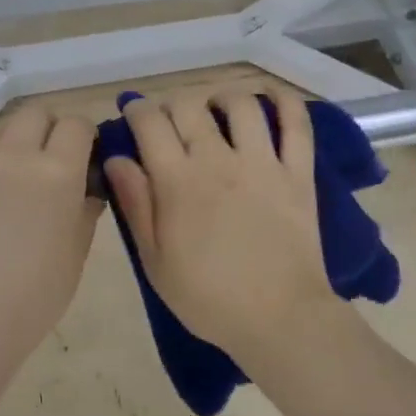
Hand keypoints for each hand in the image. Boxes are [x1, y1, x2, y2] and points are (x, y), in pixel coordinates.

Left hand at [0, 105, 102, 355]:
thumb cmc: (31, 297)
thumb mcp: (75, 256)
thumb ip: (84, 213)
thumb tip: (86, 191)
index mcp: (58, 171)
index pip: (77, 125)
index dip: (85, 137)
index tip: (86, 157)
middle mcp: (15, 154)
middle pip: (35, 113)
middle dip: (49, 129)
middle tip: (51, 161)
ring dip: (13, 138)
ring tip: (13, 170)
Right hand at [103, 86, 340, 366]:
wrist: (279, 318)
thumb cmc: (208, 297)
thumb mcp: (155, 260)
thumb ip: (135, 204)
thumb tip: (116, 159)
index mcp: (178, 181)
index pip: (150, 122)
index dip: (137, 110)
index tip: (133, 115)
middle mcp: (218, 159)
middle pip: (190, 106)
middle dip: (173, 105)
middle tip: (171, 122)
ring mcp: (263, 163)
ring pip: (241, 105)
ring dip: (222, 98)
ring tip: (216, 109)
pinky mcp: (298, 173)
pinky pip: (297, 125)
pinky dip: (286, 102)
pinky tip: (272, 97)